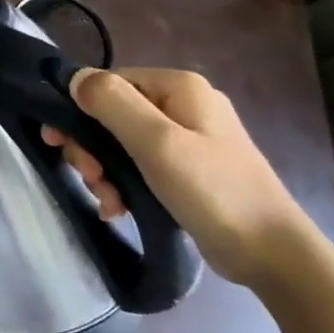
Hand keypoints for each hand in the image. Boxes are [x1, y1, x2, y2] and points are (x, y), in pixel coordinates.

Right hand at [43, 68, 310, 287]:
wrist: (273, 255)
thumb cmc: (213, 191)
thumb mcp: (157, 143)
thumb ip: (112, 103)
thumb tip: (73, 77)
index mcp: (178, 86)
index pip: (108, 84)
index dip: (78, 110)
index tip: (60, 144)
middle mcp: (182, 104)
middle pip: (111, 114)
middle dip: (92, 148)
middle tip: (91, 178)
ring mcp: (187, 137)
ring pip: (120, 143)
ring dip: (105, 171)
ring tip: (108, 201)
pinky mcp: (187, 168)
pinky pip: (139, 164)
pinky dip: (123, 184)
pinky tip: (118, 208)